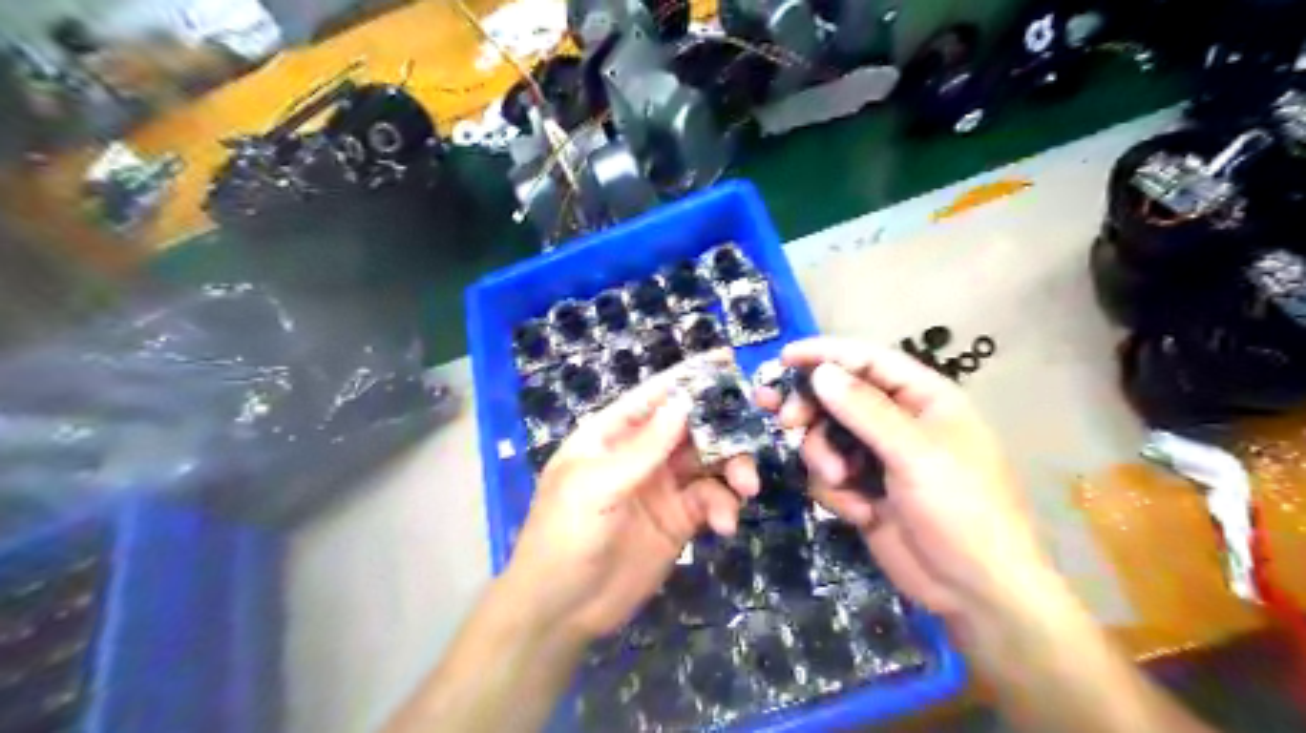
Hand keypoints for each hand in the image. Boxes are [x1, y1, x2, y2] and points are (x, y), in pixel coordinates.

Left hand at [503, 358, 762, 644]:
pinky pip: (712, 500)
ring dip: (734, 468)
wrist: (561, 610)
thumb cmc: (563, 536)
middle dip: (726, 427)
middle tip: (756, 434)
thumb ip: (642, 448)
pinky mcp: (679, 520)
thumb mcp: (596, 487)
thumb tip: (682, 402)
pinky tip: (724, 526)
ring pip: (710, 461)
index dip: (689, 377)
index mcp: (612, 435)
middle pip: (692, 427)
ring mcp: (663, 486)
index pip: (654, 397)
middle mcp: (641, 454)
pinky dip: (725, 507)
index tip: (729, 360)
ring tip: (746, 488)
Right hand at [755, 336, 1048, 622]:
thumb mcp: (915, 454)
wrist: (975, 592)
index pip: (867, 360)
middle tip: (787, 422)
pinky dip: (834, 491)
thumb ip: (865, 410)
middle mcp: (898, 421)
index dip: (825, 354)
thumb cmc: (962, 509)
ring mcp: (879, 458)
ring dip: (823, 458)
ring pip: (826, 438)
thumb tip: (821, 371)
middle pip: (838, 398)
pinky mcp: (863, 490)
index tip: (784, 358)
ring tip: (840, 482)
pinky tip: (859, 512)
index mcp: (924, 398)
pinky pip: (828, 475)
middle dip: (812, 411)